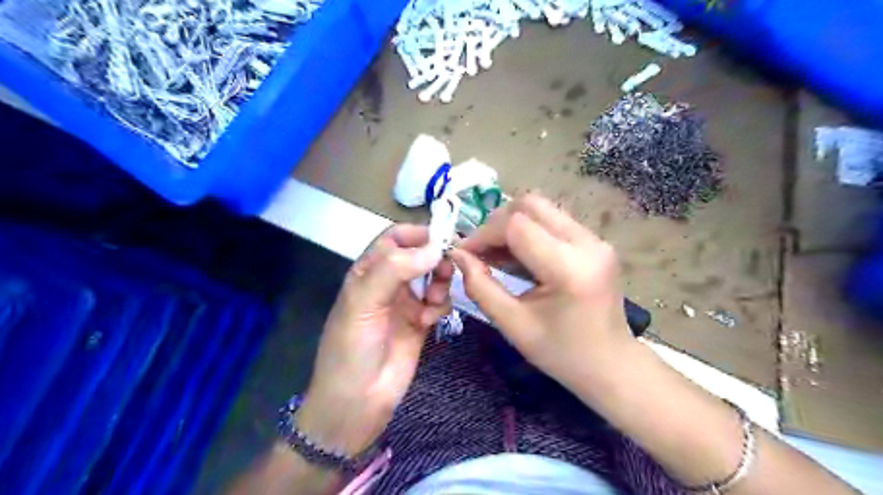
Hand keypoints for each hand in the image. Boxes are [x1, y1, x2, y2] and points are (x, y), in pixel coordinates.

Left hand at [296, 223, 450, 455]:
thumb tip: (436, 247)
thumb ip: (395, 269)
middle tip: (448, 268)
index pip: (395, 238)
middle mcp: (389, 282)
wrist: (357, 402)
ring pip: (434, 276)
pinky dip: (440, 306)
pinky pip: (439, 302)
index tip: (444, 238)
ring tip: (435, 299)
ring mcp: (406, 303)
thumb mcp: (364, 302)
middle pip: (420, 255)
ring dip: (440, 282)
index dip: (418, 233)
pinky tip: (430, 321)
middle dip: (435, 258)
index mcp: (368, 271)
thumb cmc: (352, 347)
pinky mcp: (421, 322)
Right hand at [451, 193, 639, 393]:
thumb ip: (481, 287)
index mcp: (569, 269)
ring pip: (541, 209)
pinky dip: (527, 231)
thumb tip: (457, 255)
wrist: (611, 365)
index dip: (484, 234)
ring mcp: (595, 240)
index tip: (464, 253)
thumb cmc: (561, 353)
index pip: (517, 226)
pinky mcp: (595, 242)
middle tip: (480, 250)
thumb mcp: (513, 325)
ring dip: (511, 225)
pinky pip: (552, 221)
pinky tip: (516, 256)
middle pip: (530, 205)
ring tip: (494, 254)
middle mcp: (587, 244)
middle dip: (496, 223)